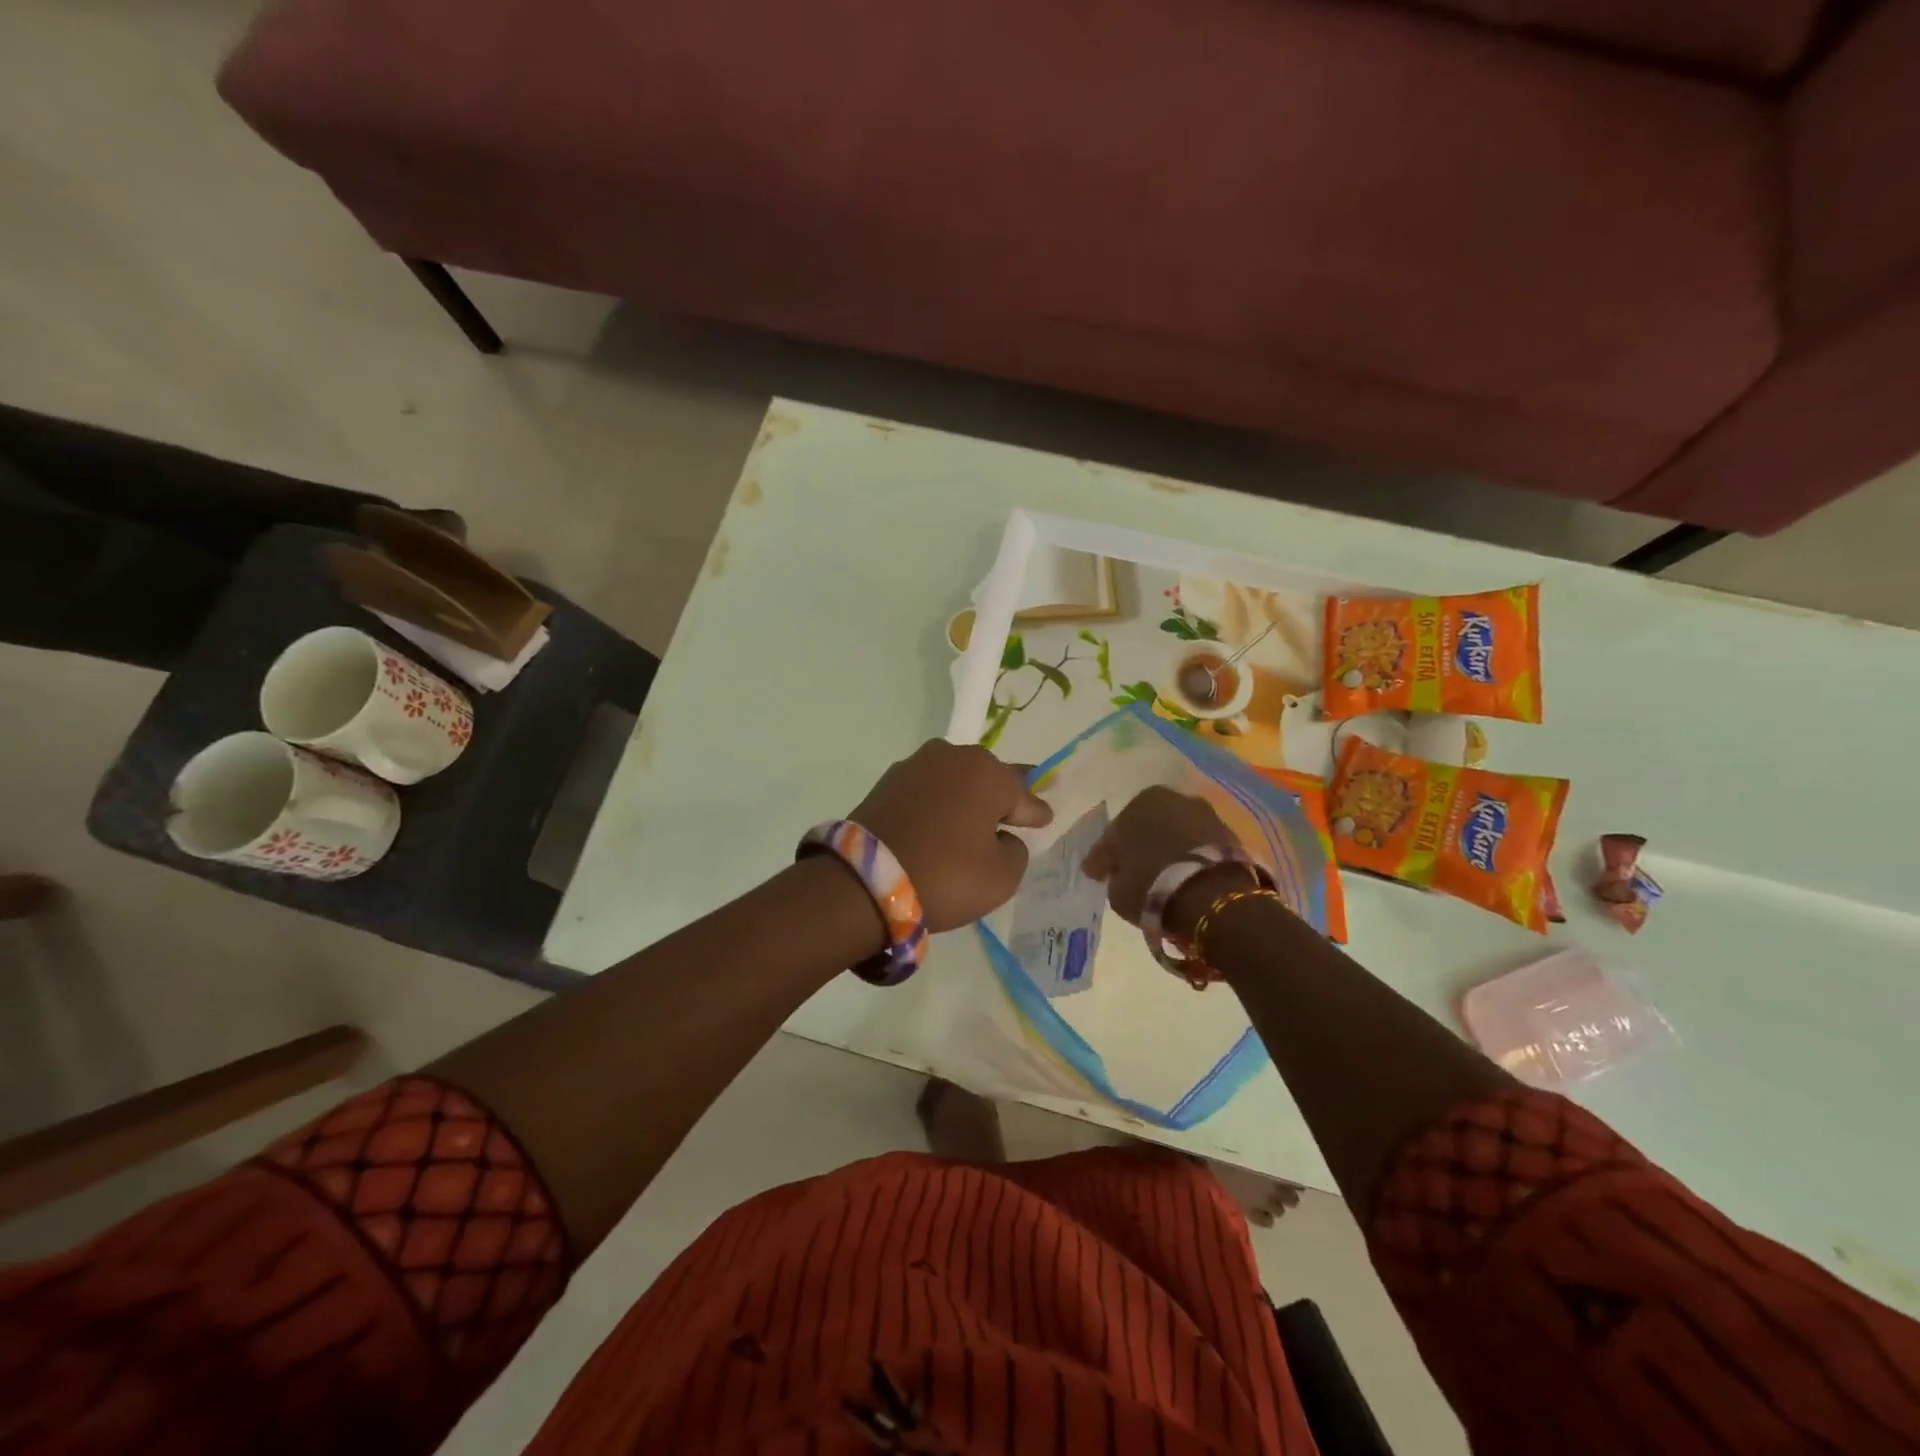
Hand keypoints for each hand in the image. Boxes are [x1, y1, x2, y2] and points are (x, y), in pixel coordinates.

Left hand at [849, 741, 1052, 930]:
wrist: (864, 881)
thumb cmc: (946, 875)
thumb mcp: (1002, 876)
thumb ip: (1015, 850)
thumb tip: (1001, 837)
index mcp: (987, 772)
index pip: (1022, 795)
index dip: (1035, 811)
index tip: (1045, 818)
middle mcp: (952, 756)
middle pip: (987, 778)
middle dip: (1001, 795)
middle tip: (1014, 809)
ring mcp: (915, 766)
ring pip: (954, 781)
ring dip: (966, 798)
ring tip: (975, 818)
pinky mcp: (886, 783)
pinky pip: (927, 792)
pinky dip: (937, 804)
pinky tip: (941, 821)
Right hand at [1081, 786, 1240, 926]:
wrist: (1212, 896)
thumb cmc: (1152, 885)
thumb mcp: (1117, 889)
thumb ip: (1114, 874)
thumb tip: (1117, 871)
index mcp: (1139, 802)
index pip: (1113, 834)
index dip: (1103, 857)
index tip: (1097, 874)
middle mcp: (1172, 799)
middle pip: (1146, 827)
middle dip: (1139, 847)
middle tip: (1131, 872)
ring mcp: (1204, 814)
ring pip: (1174, 834)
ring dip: (1167, 851)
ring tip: (1161, 878)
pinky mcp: (1229, 835)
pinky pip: (1198, 847)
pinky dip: (1189, 858)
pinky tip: (1184, 878)